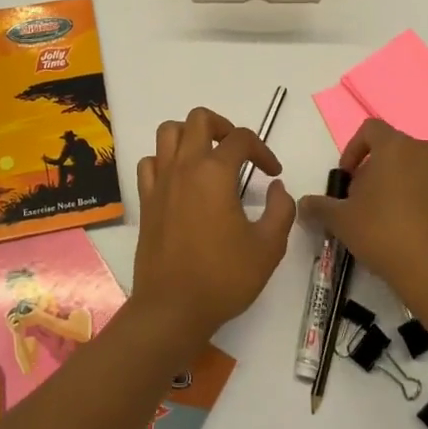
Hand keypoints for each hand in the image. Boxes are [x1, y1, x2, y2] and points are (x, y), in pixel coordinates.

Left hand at [131, 107, 295, 347]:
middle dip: (223, 127)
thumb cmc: (224, 278)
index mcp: (215, 173)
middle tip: (238, 152)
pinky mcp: (146, 200)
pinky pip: (150, 162)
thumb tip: (277, 188)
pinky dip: (165, 160)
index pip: (241, 138)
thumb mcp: (269, 247)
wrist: (172, 309)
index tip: (273, 174)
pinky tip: (180, 180)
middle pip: (198, 119)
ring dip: (190, 135)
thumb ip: (281, 210)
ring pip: (168, 132)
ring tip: (208, 157)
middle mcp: (184, 167)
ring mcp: (160, 182)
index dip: (263, 150)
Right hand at [298, 119, 427, 317]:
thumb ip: (319, 207)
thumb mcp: (341, 221)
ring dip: (396, 184)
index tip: (346, 178)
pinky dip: (417, 200)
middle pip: (393, 149)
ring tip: (382, 217)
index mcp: (396, 147)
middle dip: (373, 169)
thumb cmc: (384, 233)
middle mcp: (425, 152)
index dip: (352, 149)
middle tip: (360, 200)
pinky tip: (406, 231)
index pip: (370, 129)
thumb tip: (303, 205)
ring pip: (414, 169)